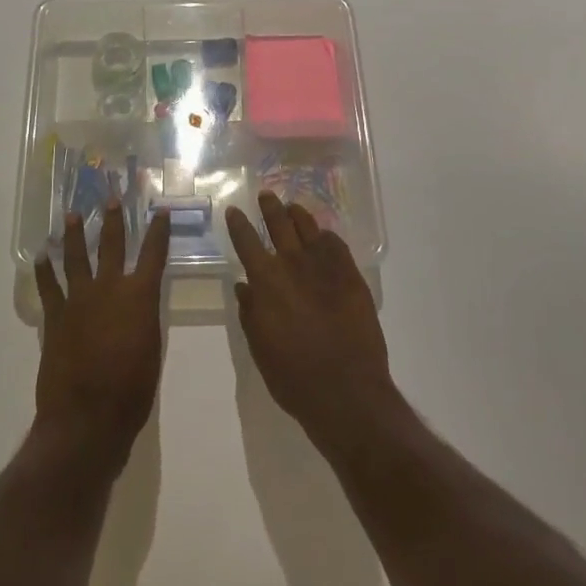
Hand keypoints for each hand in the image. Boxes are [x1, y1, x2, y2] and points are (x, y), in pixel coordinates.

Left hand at [34, 203, 170, 476]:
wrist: (88, 417)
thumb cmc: (132, 391)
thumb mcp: (152, 350)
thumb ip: (145, 320)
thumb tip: (140, 305)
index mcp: (140, 296)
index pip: (154, 254)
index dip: (159, 231)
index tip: (161, 211)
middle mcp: (110, 288)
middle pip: (112, 245)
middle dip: (114, 220)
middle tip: (111, 198)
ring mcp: (78, 299)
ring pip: (76, 257)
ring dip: (74, 234)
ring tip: (72, 215)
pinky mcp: (55, 316)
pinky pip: (48, 285)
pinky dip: (44, 270)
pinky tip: (42, 255)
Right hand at [227, 192, 399, 458]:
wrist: (346, 390)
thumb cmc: (293, 376)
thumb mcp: (259, 347)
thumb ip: (250, 312)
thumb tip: (244, 286)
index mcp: (265, 281)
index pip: (246, 241)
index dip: (238, 224)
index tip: (233, 210)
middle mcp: (293, 264)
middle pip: (279, 224)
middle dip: (270, 207)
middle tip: (266, 195)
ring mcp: (325, 267)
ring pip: (309, 228)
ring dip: (298, 215)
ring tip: (293, 207)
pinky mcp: (351, 276)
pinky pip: (336, 245)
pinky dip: (326, 237)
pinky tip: (324, 237)